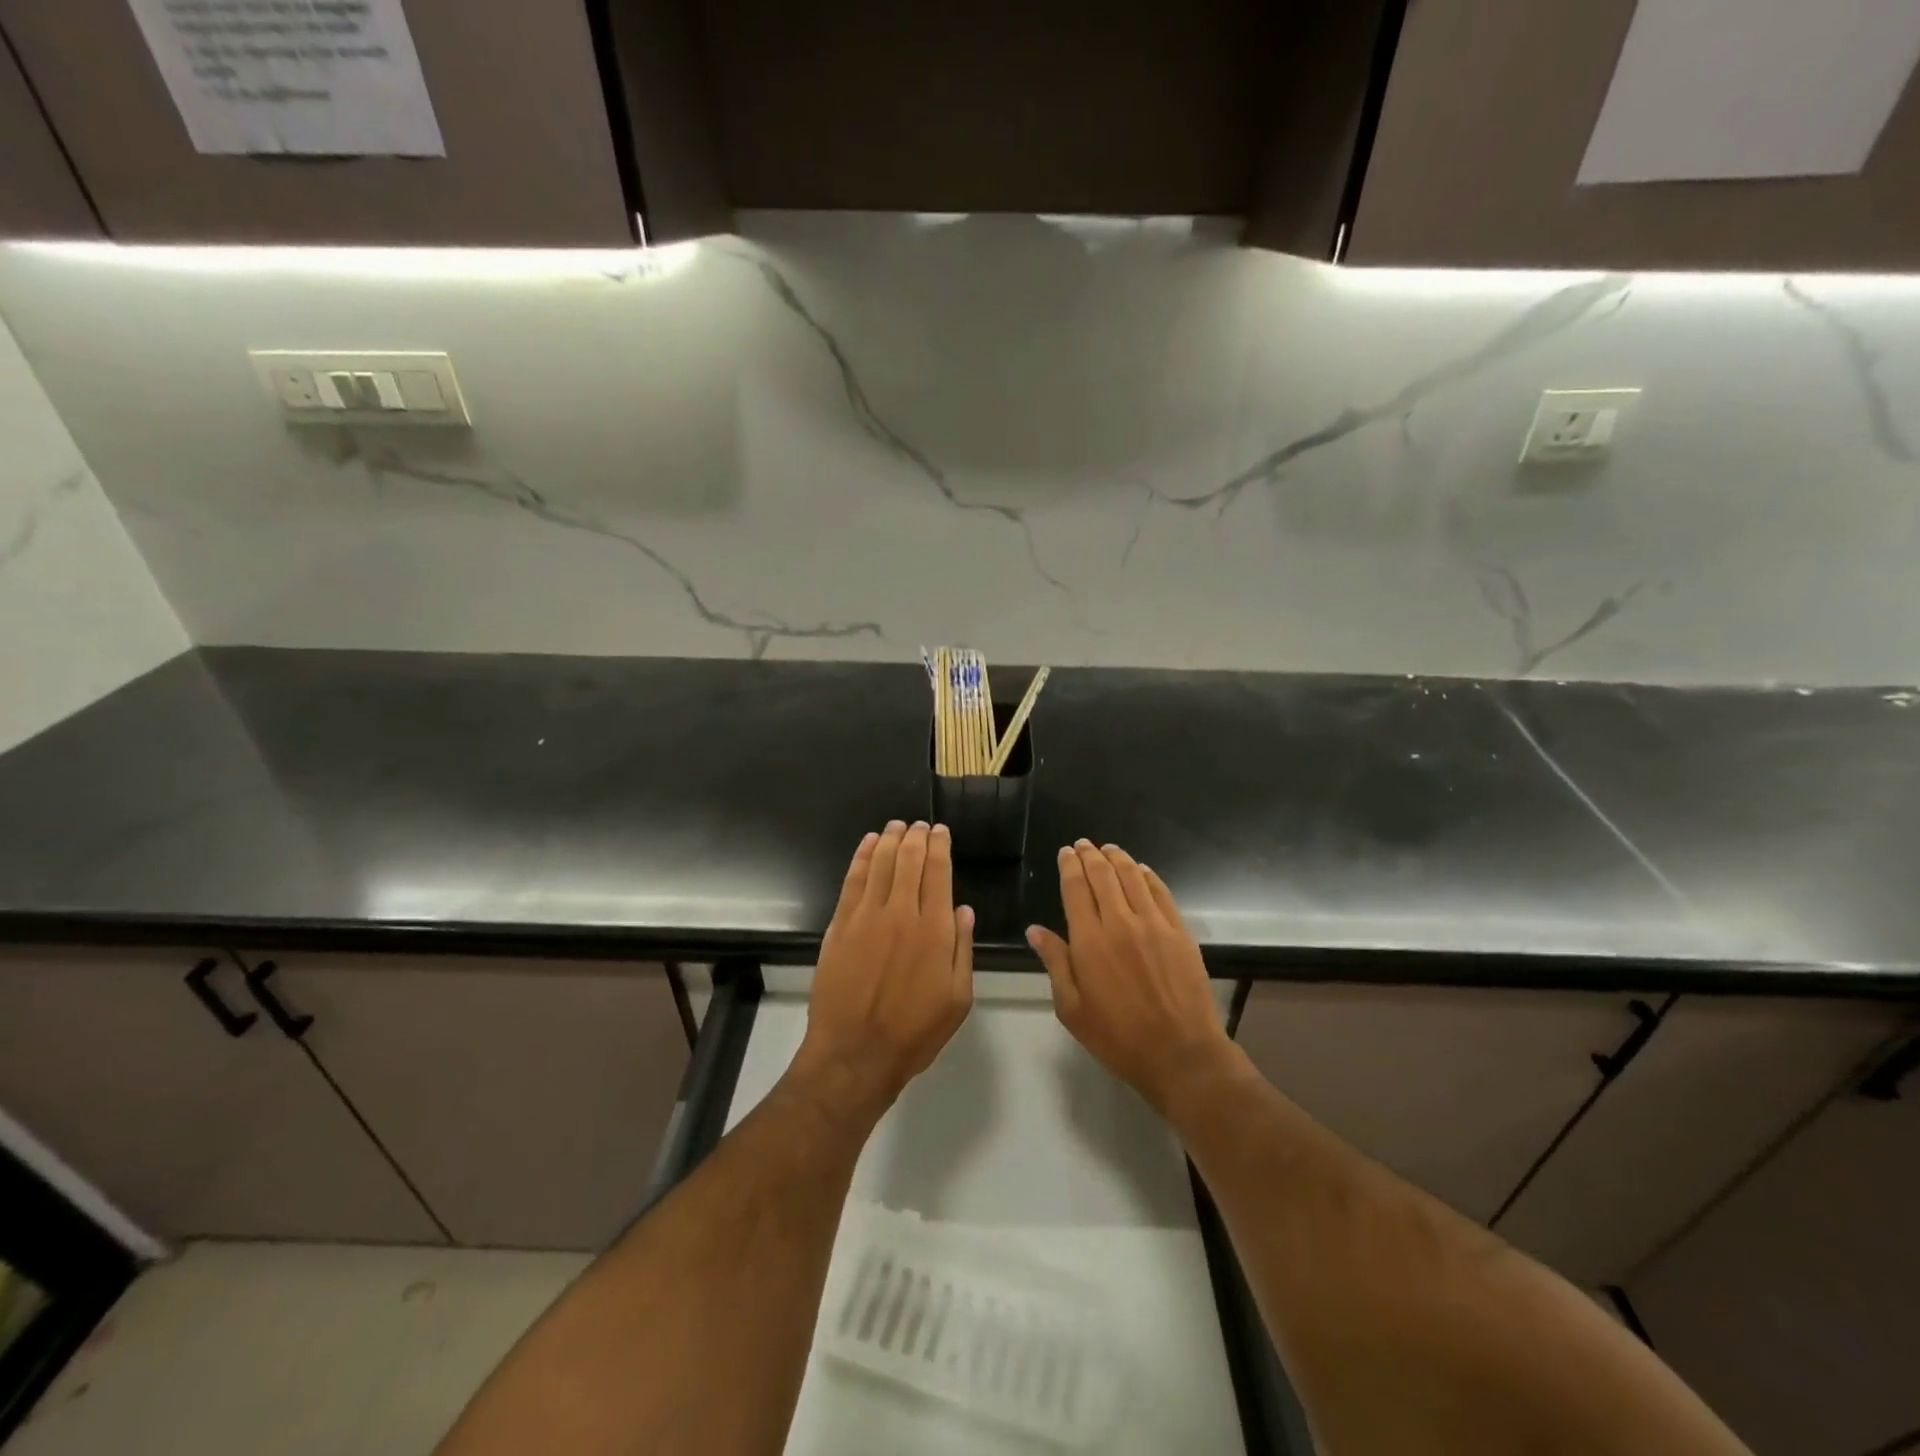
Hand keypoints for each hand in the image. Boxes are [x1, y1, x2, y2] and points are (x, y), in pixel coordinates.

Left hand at [793, 821, 973, 1119]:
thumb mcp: (958, 999)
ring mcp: (867, 917)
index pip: (938, 872)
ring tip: (897, 826)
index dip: (940, 847)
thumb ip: (962, 949)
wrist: (855, 1053)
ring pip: (880, 863)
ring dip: (890, 839)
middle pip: (909, 860)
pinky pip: (852, 880)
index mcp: (934, 930)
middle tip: (920, 825)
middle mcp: (901, 914)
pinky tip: (868, 844)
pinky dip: (861, 857)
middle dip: (917, 837)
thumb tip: (963, 909)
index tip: (941, 831)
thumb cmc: (914, 1032)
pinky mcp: (841, 925)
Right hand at [1028, 840, 1232, 1114]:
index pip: (1076, 888)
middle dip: (1090, 855)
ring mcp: (1154, 924)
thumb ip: (1055, 963)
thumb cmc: (1118, 1036)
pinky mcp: (1179, 931)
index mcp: (1089, 941)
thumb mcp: (1072, 1008)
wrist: (1180, 1053)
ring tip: (1108, 849)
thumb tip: (1035, 930)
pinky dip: (1148, 875)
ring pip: (1132, 876)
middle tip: (1083, 844)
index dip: (1070, 866)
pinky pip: (1161, 892)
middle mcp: (1120, 922)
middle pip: (1103, 875)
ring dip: (1118, 858)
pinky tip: (1141, 870)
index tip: (1066, 852)